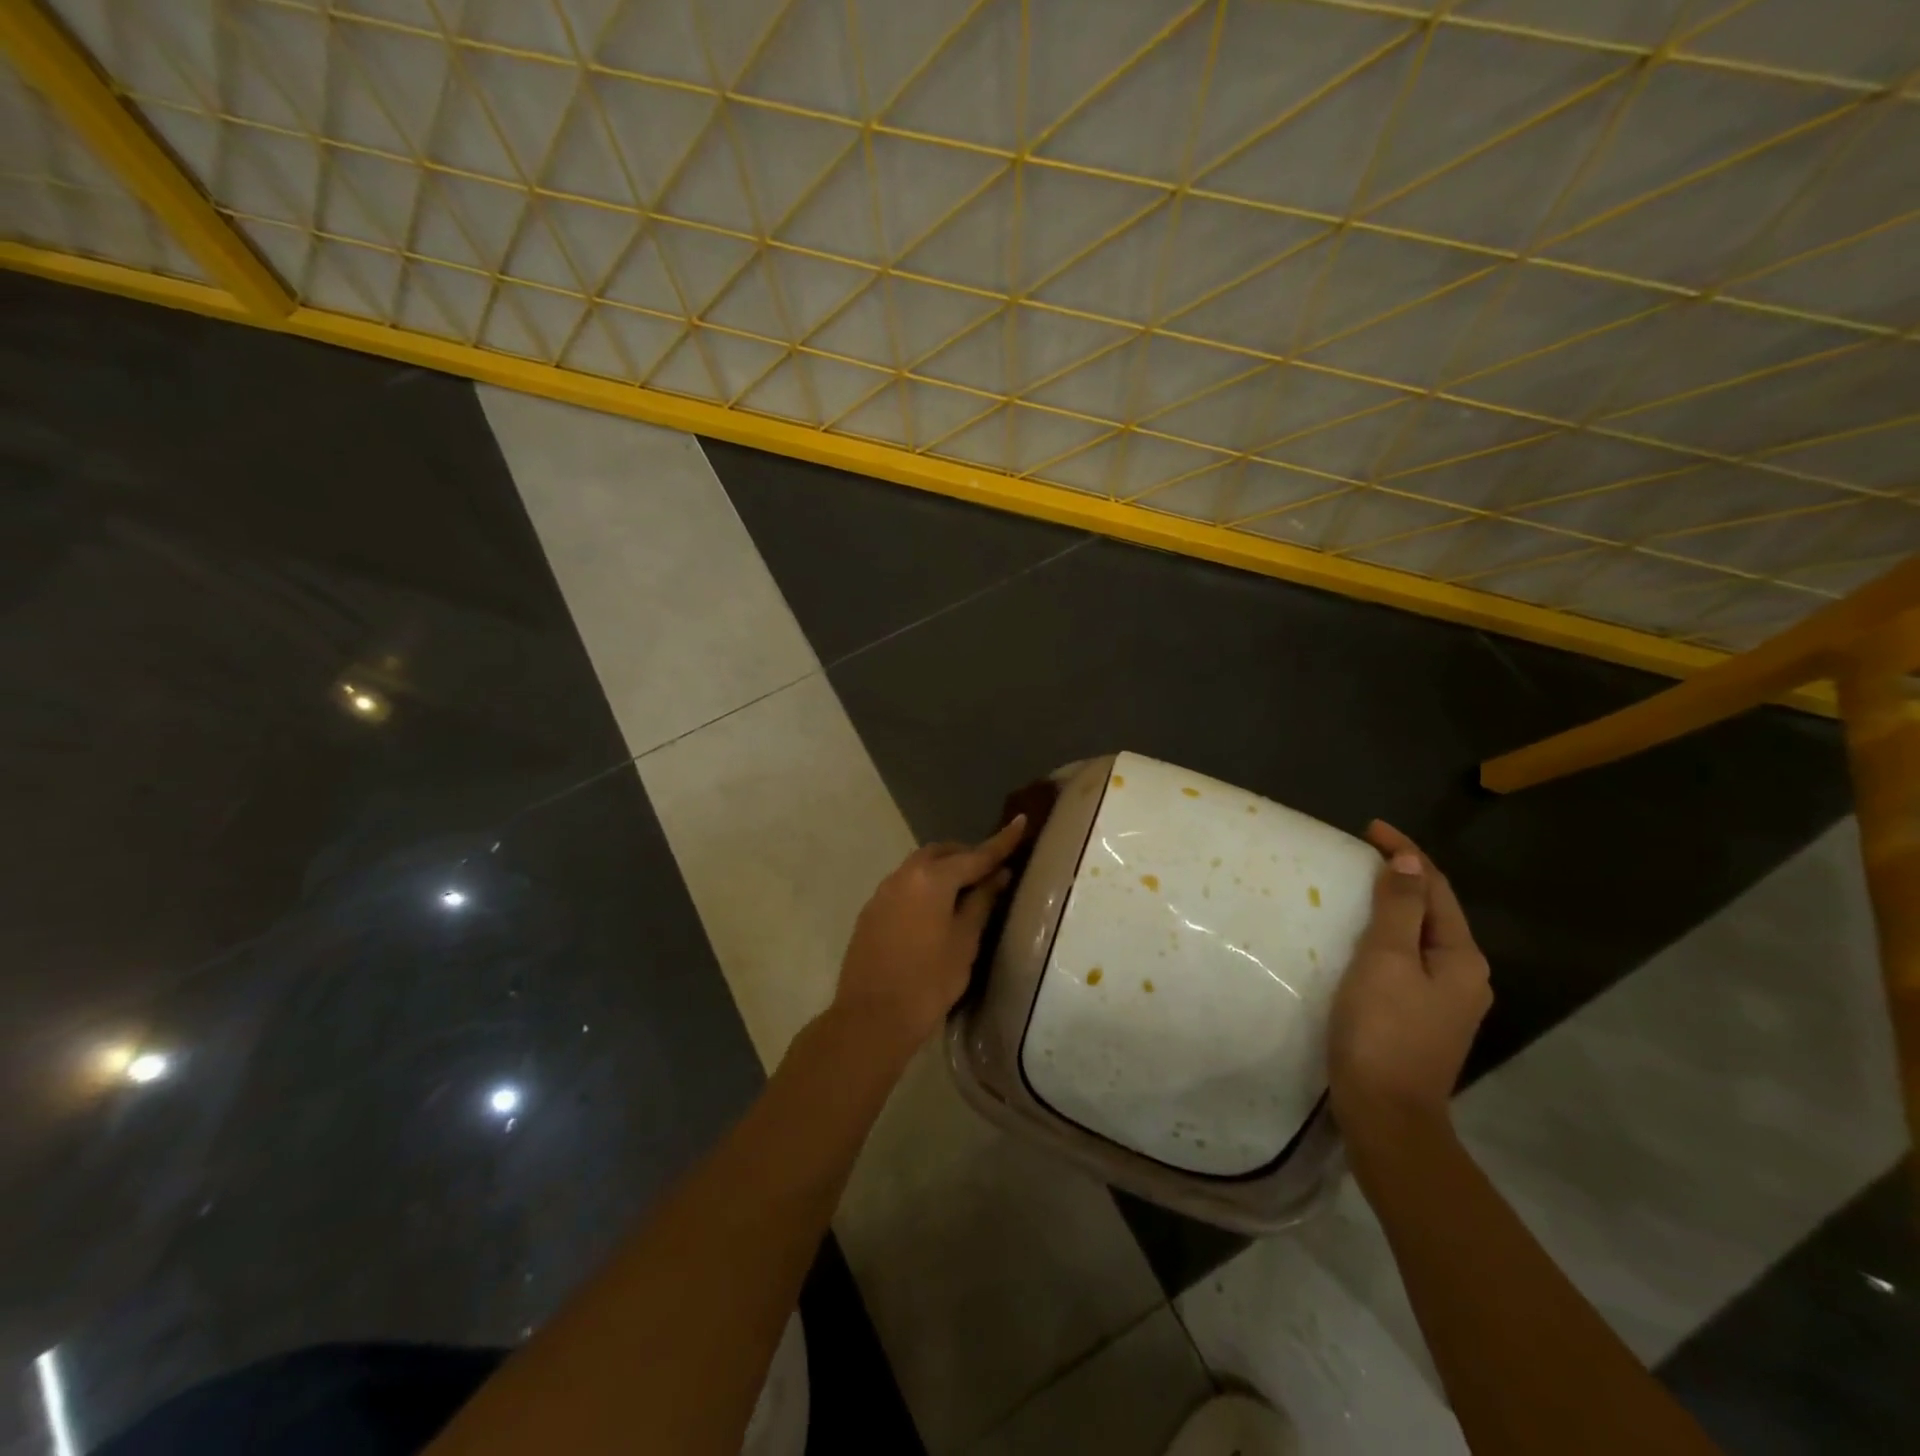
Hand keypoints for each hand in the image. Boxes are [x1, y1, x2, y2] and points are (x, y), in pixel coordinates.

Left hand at [832, 816, 1026, 1057]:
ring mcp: (883, 892)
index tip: (1021, 822)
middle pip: (941, 854)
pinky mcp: (871, 912)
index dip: (1001, 841)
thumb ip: (981, 902)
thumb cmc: (929, 981)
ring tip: (965, 890)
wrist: (871, 1017)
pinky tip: (935, 910)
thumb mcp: (965, 941)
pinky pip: (904, 886)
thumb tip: (998, 875)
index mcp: (931, 878)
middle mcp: (904, 875)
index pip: (975, 855)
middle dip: (967, 855)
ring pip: (919, 867)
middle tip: (990, 870)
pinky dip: (924, 887)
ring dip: (943, 870)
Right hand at [1328, 821, 1491, 1152]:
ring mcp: (1445, 1001)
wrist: (1385, 1112)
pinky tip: (1358, 940)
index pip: (1435, 887)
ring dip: (1392, 907)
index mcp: (1462, 958)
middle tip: (1358, 855)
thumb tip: (1408, 860)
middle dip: (1401, 877)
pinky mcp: (1420, 1018)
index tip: (1368, 828)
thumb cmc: (1383, 1030)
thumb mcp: (1386, 960)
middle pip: (1432, 910)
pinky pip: (1406, 960)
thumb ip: (1398, 909)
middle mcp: (1464, 976)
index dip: (1405, 852)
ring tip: (1355, 889)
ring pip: (1418, 937)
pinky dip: (1385, 937)